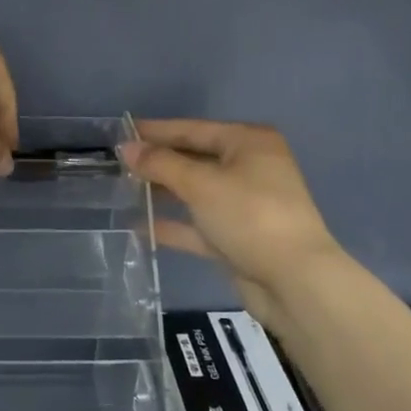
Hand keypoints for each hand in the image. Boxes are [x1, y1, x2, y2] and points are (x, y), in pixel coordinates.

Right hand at [120, 121, 341, 300]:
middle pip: (194, 159)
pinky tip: (140, 225)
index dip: (156, 131)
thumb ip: (160, 164)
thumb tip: (127, 148)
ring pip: (195, 192)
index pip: (193, 129)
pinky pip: (198, 224)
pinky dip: (173, 224)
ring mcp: (245, 205)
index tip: (122, 131)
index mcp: (249, 143)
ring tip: (123, 191)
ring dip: (163, 193)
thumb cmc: (249, 216)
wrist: (293, 281)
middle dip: (158, 163)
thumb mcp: (201, 184)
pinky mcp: (238, 238)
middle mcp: (249, 168)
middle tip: (117, 163)